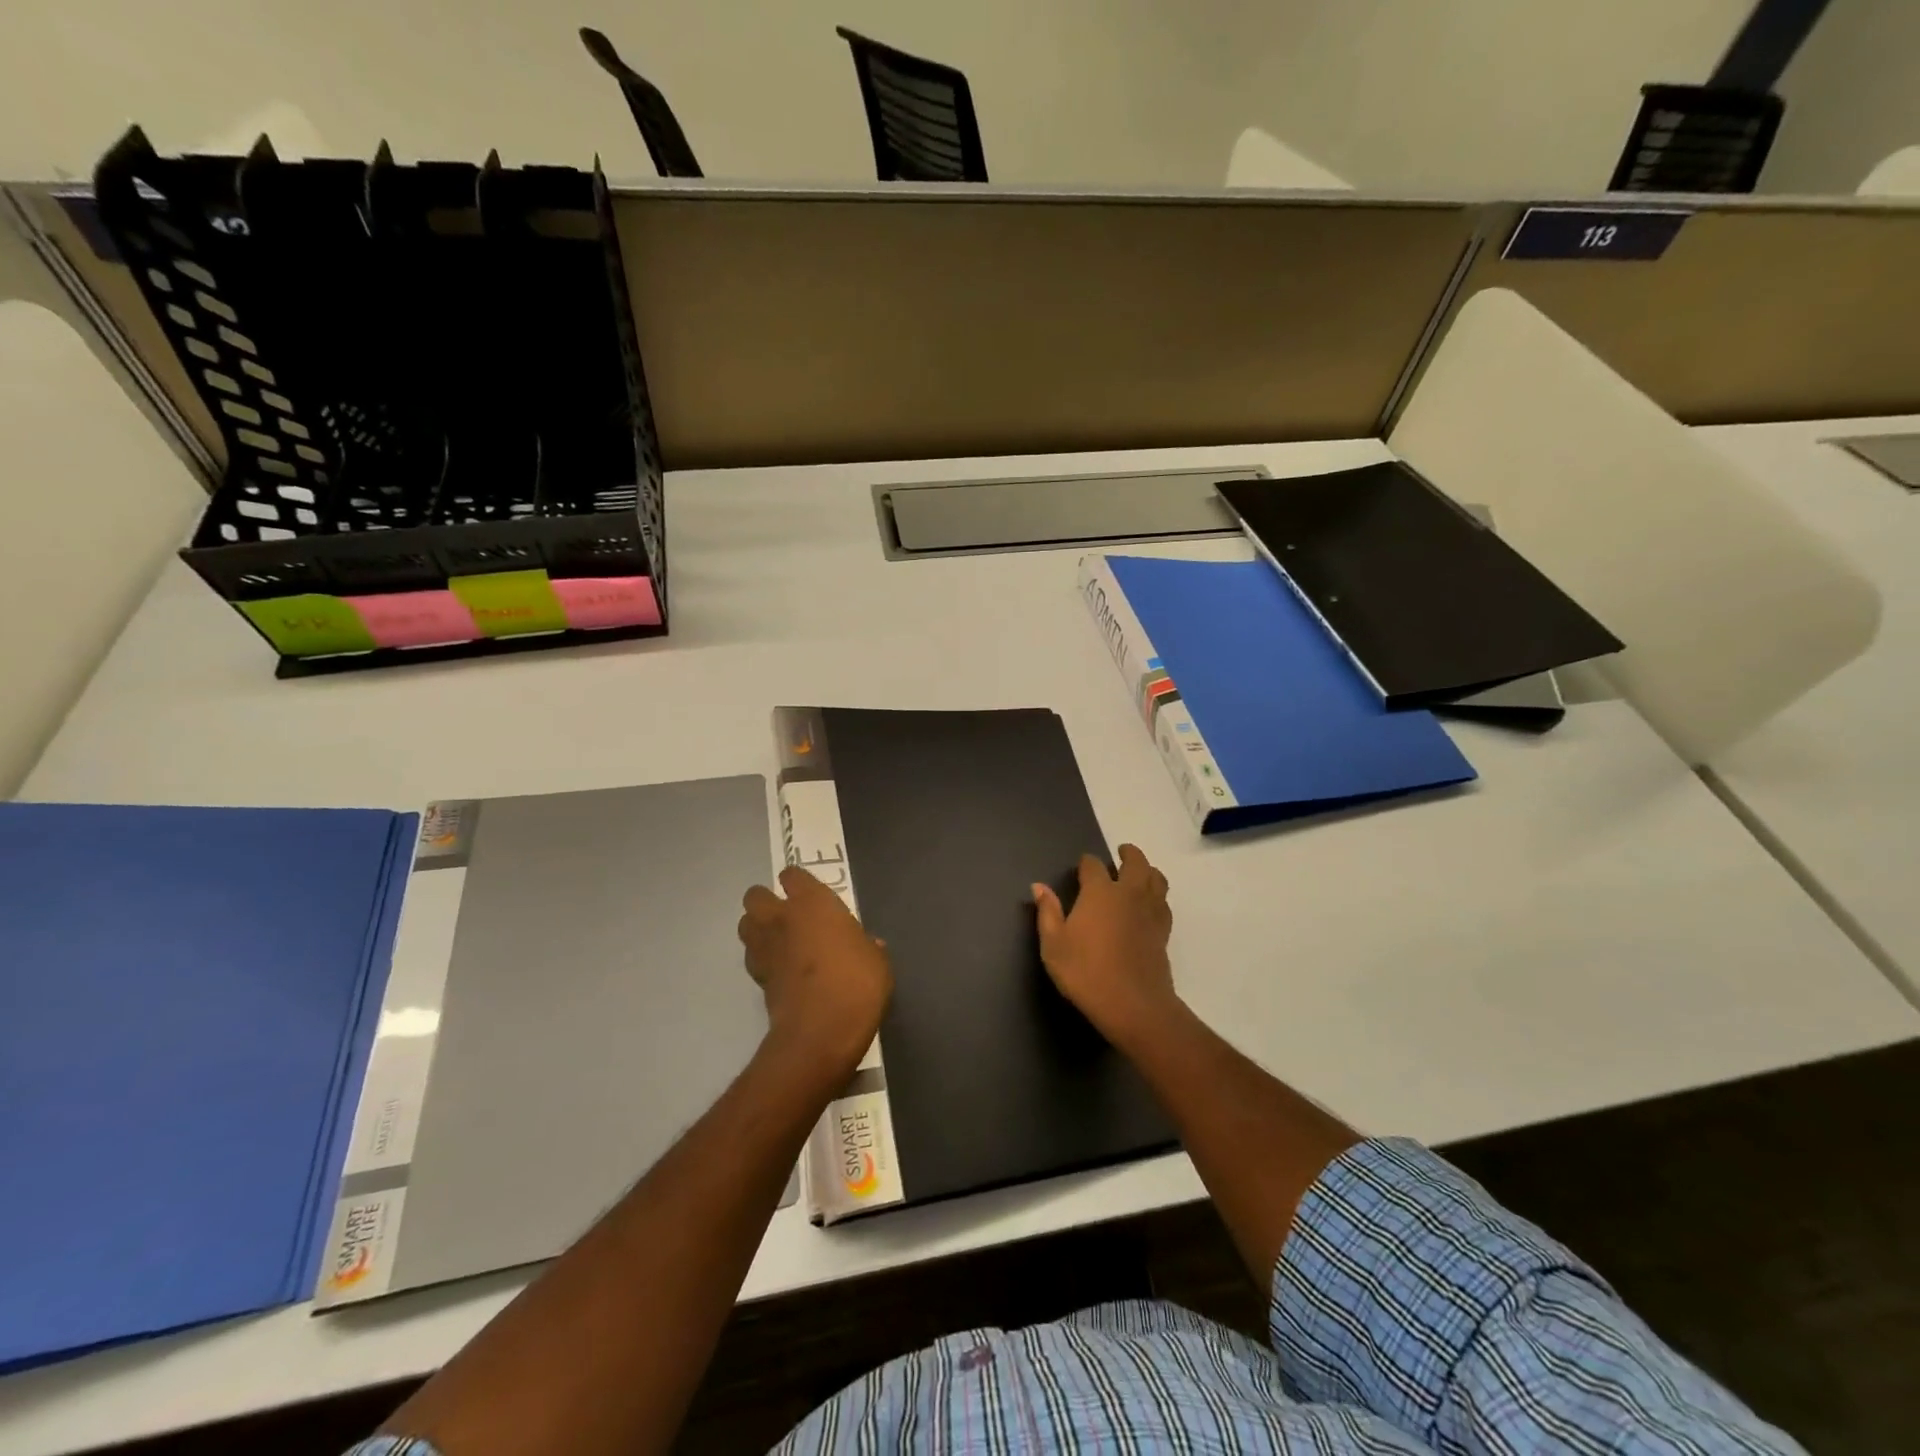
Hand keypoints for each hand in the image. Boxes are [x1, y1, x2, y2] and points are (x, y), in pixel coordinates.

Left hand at [739, 866, 891, 1073]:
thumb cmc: (856, 984)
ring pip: (745, 924)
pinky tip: (780, 970)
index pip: (792, 875)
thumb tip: (867, 945)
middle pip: (755, 896)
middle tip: (787, 915)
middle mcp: (781, 918)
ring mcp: (765, 948)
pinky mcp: (757, 978)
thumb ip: (866, 946)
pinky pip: (753, 957)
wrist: (821, 1032)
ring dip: (757, 928)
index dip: (798, 882)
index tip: (809, 894)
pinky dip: (761, 959)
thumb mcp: (877, 961)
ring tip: (778, 940)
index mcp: (813, 903)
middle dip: (766, 901)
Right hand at [1032, 844, 1177, 1048]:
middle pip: (1135, 862)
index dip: (1086, 863)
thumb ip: (1047, 912)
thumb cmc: (1085, 972)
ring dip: (1148, 870)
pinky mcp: (1163, 931)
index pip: (1093, 865)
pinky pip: (1163, 902)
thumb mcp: (1054, 945)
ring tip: (1140, 873)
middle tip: (1121, 853)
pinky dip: (1157, 895)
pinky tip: (1149, 904)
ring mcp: (1150, 911)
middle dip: (1128, 854)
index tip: (1081, 867)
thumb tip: (1038, 886)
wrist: (1133, 1004)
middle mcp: (1128, 893)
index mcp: (1100, 892)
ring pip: (1156, 879)